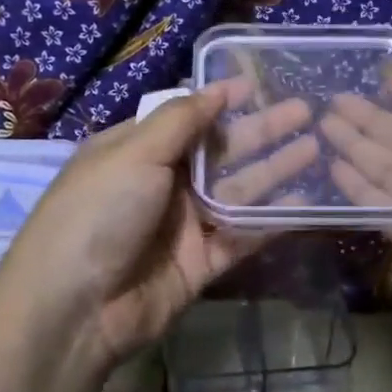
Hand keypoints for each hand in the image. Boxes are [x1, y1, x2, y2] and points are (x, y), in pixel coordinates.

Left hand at [0, 81, 304, 377]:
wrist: (74, 308)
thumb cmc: (97, 213)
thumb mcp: (133, 154)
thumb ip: (180, 121)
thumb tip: (216, 87)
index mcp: (136, 151)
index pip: (187, 118)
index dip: (223, 102)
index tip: (262, 83)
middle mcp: (161, 184)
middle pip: (220, 152)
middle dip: (261, 131)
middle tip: (306, 112)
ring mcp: (182, 226)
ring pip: (238, 192)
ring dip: (274, 170)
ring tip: (316, 146)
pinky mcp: (201, 264)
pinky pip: (242, 236)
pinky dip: (271, 221)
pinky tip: (305, 202)